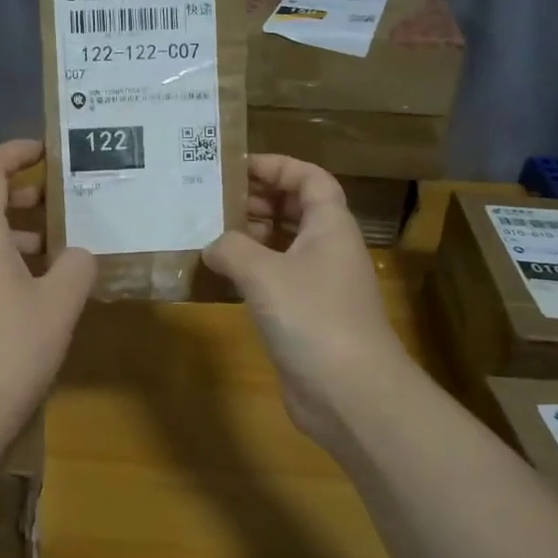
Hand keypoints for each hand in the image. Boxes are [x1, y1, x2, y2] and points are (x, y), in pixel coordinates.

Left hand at [0, 140, 95, 440]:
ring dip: (11, 227)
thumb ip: (77, 268)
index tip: (46, 150)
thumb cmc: (10, 350)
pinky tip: (38, 285)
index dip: (14, 152)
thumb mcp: (59, 305)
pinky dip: (5, 259)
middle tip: (51, 196)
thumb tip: (80, 254)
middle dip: (13, 189)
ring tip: (54, 242)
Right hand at [203, 155, 407, 451]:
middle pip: (295, 209)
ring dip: (250, 235)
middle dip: (257, 199)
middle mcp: (327, 249)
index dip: (277, 166)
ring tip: (208, 230)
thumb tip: (212, 245)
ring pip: (283, 245)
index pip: (309, 178)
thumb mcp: (264, 273)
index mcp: (330, 226)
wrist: (350, 392)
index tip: (236, 164)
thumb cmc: (313, 318)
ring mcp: (318, 284)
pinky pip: (275, 279)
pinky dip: (250, 270)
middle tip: (212, 197)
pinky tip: (219, 274)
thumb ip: (232, 249)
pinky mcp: (304, 316)